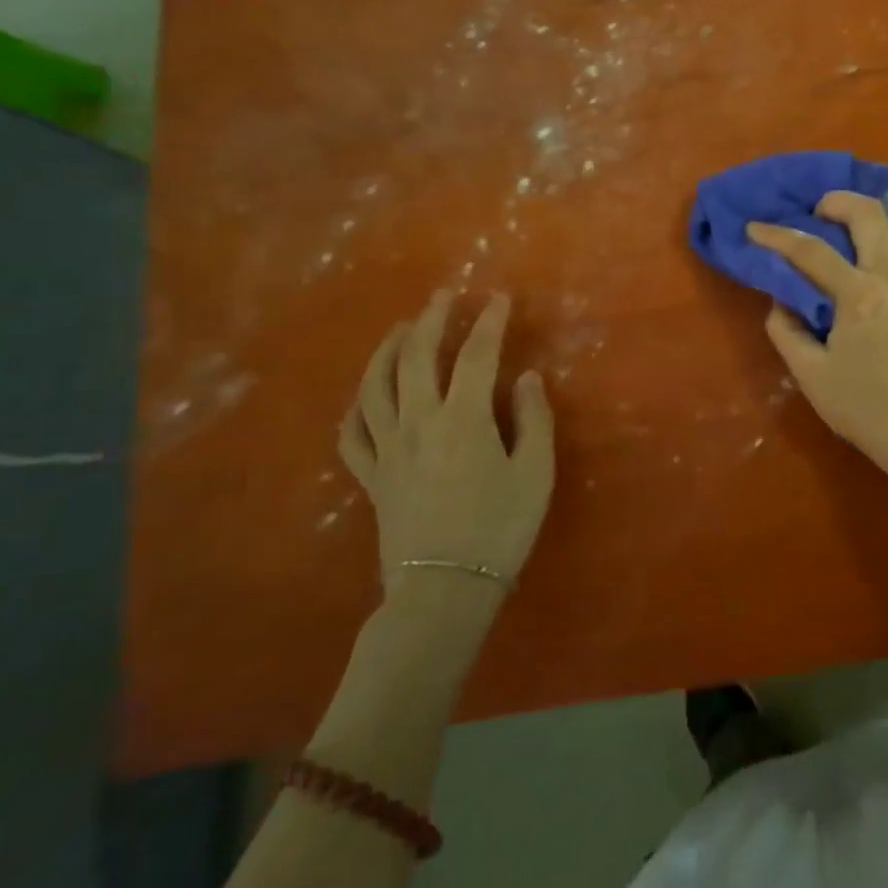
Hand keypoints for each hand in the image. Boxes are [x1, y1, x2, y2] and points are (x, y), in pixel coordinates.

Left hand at [339, 291, 554, 591]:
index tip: (500, 299)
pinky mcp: (372, 477)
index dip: (490, 322)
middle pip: (417, 358)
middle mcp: (418, 422)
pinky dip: (356, 407)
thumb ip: (533, 420)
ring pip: (376, 386)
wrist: (444, 591)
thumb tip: (527, 378)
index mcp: (462, 419)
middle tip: (444, 296)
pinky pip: (352, 433)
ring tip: (402, 329)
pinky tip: (364, 396)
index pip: (476, 354)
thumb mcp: (535, 474)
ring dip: (388, 350)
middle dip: (432, 319)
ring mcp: (388, 449)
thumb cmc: (500, 530)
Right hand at [749, 192, 887, 493]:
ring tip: (862, 236)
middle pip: (870, 213)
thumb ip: (787, 332)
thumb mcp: (811, 376)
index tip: (755, 228)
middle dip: (838, 201)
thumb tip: (781, 302)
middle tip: (820, 212)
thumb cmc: (865, 408)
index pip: (810, 251)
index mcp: (859, 296)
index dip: (777, 235)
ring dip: (881, 220)